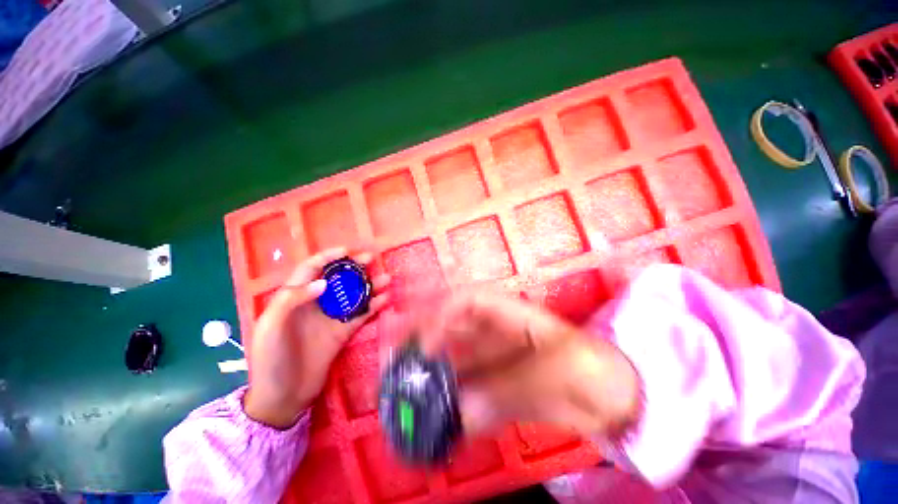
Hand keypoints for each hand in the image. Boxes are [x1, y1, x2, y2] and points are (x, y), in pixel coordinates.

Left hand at [244, 247, 389, 427]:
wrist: (283, 397)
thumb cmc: (271, 360)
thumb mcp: (271, 327)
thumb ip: (292, 299)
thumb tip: (323, 282)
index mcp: (294, 298)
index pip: (311, 269)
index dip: (328, 257)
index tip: (347, 251)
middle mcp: (315, 303)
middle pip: (337, 278)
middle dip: (354, 267)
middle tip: (372, 259)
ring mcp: (331, 317)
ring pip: (353, 295)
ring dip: (370, 286)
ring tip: (386, 279)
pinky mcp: (343, 332)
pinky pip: (361, 315)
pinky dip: (373, 306)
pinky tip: (386, 299)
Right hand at [418, 293, 639, 438]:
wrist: (626, 402)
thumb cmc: (599, 374)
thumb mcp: (559, 374)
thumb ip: (509, 390)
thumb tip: (459, 412)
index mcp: (514, 316)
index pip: (469, 301)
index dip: (443, 314)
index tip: (426, 344)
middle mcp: (500, 333)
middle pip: (454, 325)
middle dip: (423, 333)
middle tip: (393, 351)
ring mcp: (500, 361)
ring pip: (457, 359)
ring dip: (431, 370)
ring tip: (402, 386)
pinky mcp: (503, 388)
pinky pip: (471, 390)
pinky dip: (453, 402)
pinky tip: (435, 419)